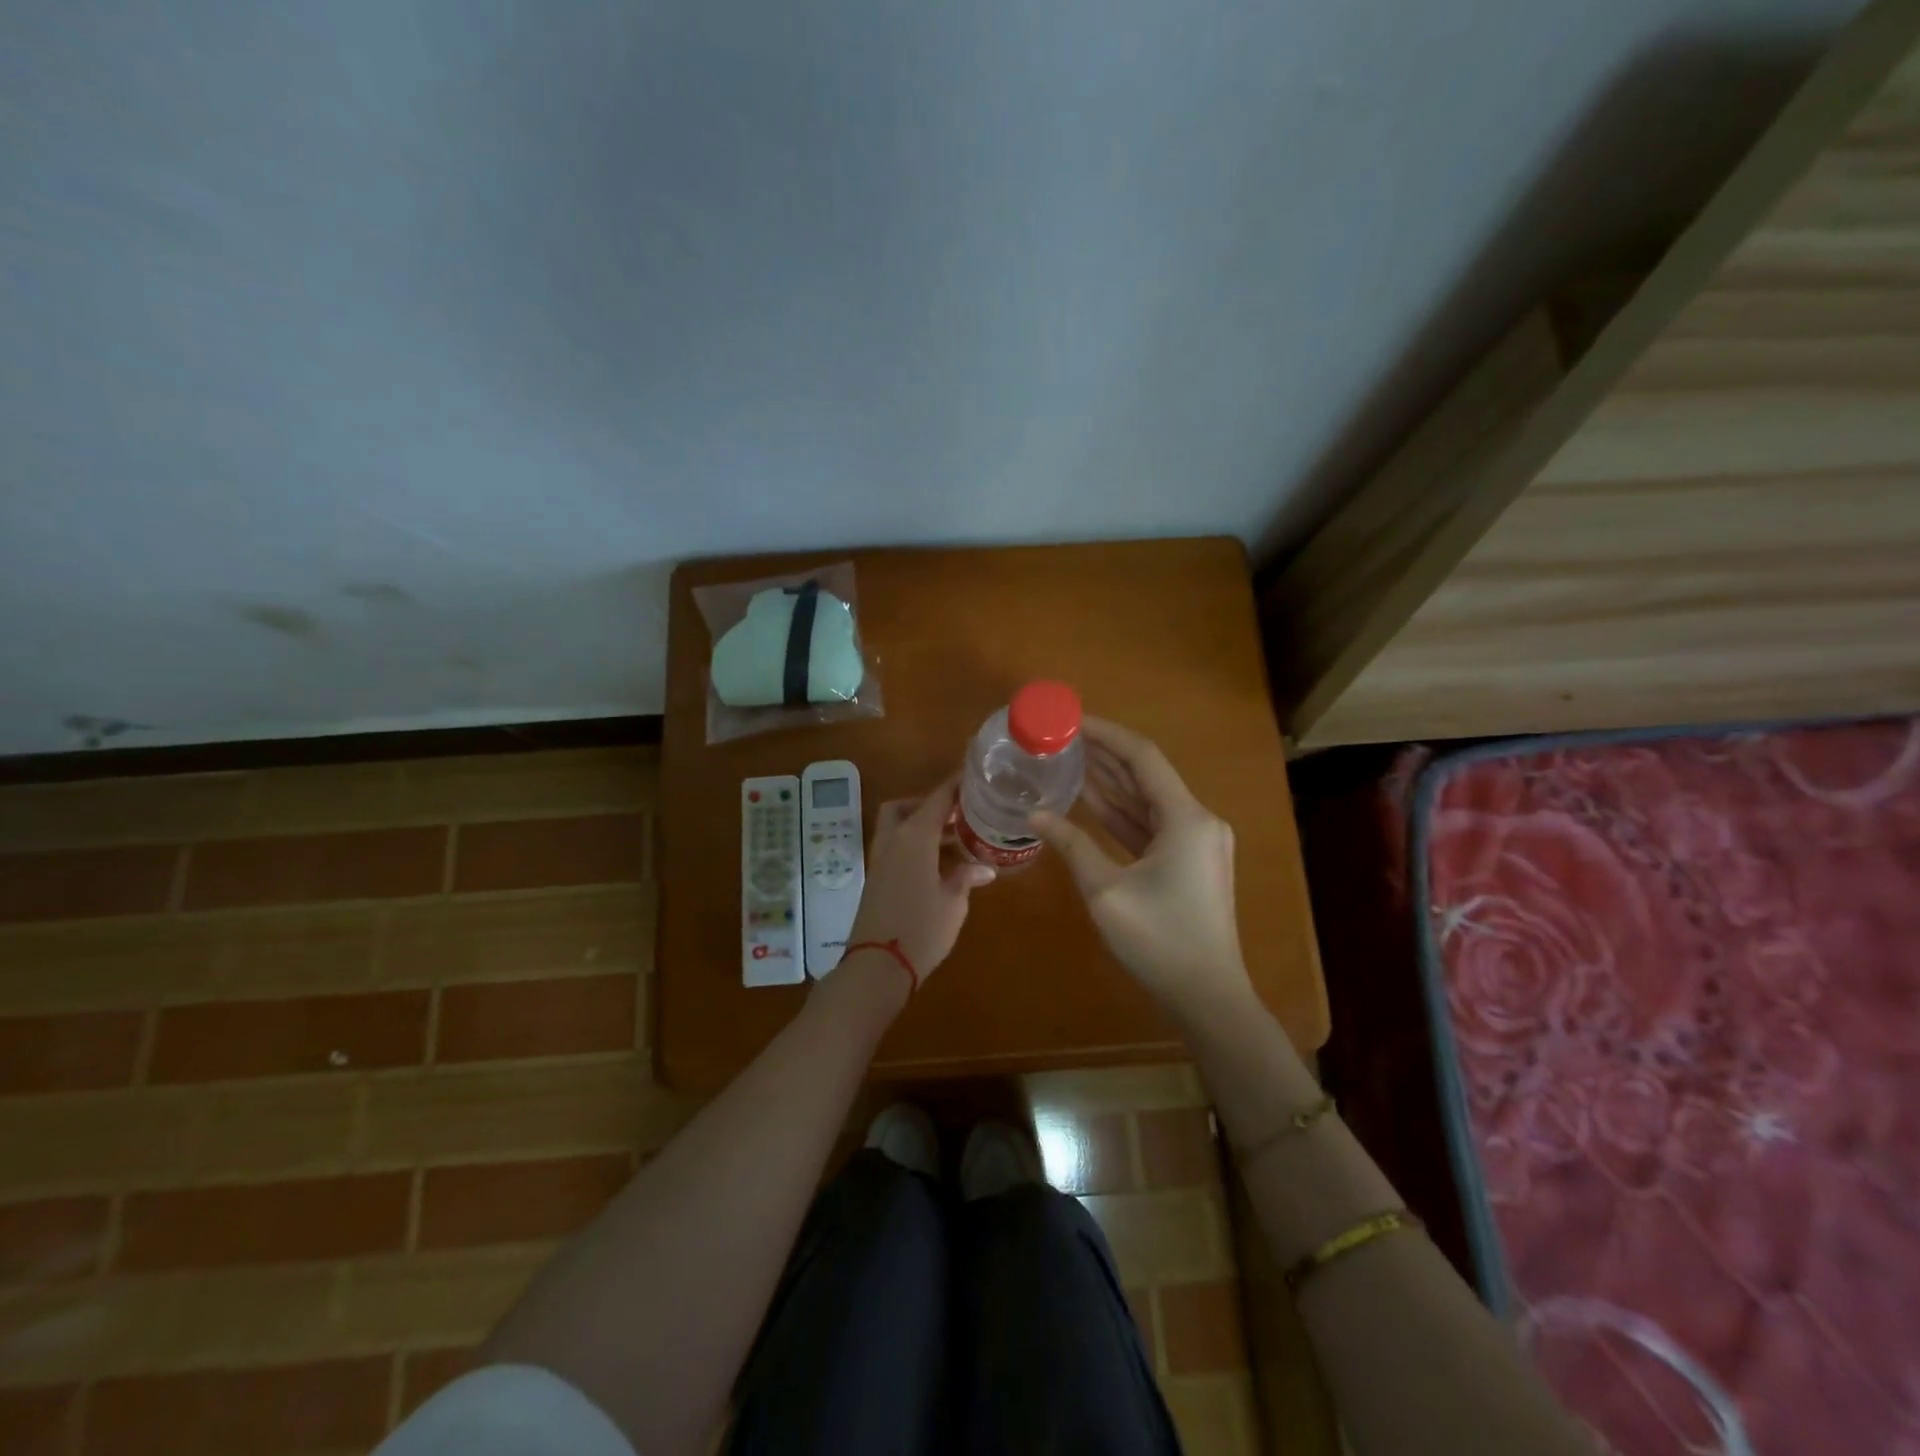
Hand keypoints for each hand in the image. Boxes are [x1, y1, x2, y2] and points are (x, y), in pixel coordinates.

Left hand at [842, 774, 994, 986]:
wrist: (877, 967)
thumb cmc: (921, 929)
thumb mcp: (953, 903)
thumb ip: (966, 878)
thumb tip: (983, 868)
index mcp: (914, 837)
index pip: (937, 798)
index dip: (955, 785)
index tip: (973, 776)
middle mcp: (893, 841)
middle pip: (906, 807)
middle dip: (930, 805)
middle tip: (959, 815)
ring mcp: (880, 860)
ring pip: (898, 828)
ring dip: (923, 827)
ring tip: (958, 840)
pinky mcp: (876, 879)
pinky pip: (896, 849)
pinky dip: (915, 846)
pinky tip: (940, 864)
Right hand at [1032, 717, 1251, 1015]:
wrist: (1206, 996)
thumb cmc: (1158, 941)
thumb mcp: (1106, 890)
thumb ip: (1072, 845)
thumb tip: (1035, 814)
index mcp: (1186, 818)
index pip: (1143, 757)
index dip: (1106, 734)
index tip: (1071, 720)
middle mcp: (1197, 820)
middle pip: (1147, 774)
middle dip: (1105, 754)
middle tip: (1062, 737)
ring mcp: (1196, 841)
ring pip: (1148, 799)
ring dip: (1111, 781)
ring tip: (1069, 758)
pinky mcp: (1189, 861)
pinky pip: (1151, 824)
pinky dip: (1122, 812)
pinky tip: (1089, 799)